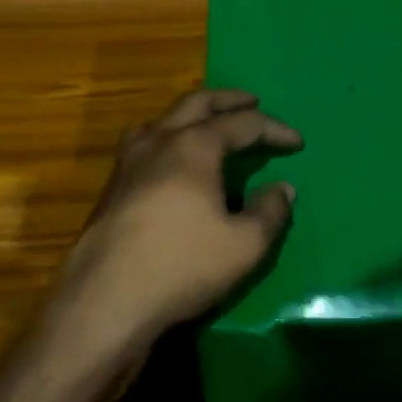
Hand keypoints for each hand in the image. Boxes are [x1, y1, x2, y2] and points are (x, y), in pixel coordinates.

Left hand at [48, 89, 301, 362]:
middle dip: (229, 100)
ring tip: (207, 124)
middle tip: (252, 101)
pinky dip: (167, 137)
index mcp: (194, 146)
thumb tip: (283, 189)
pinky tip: (170, 162)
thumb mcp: (244, 245)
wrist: (105, 301)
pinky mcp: (112, 187)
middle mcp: (159, 141)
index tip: (297, 142)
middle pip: (197, 104)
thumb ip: (270, 212)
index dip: (274, 129)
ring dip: (191, 114)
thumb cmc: (182, 266)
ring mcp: (129, 162)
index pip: (243, 124)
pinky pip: (144, 143)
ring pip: (163, 119)